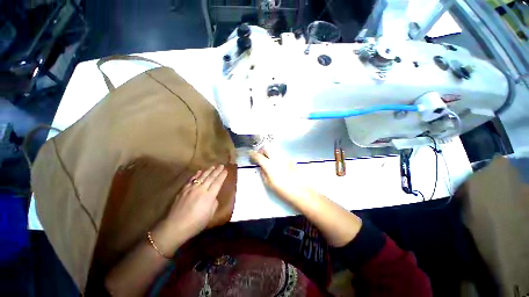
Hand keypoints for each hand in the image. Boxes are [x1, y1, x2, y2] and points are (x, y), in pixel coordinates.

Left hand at [159, 165, 227, 248]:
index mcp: (209, 196)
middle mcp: (201, 189)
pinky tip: (199, 171)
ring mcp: (191, 189)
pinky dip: (196, 175)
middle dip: (217, 171)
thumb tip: (213, 197)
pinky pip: (191, 180)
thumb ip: (214, 203)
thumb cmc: (196, 223)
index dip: (222, 176)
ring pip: (202, 176)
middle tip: (221, 165)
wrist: (175, 227)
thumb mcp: (210, 215)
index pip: (218, 182)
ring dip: (208, 170)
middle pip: (211, 177)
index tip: (226, 170)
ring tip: (213, 166)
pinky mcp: (183, 190)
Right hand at [249, 149, 311, 204]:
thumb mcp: (269, 184)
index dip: (253, 154)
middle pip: (267, 148)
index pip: (258, 156)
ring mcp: (284, 158)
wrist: (301, 191)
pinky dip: (276, 156)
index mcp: (269, 165)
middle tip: (260, 156)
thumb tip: (260, 167)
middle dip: (261, 151)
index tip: (250, 154)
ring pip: (274, 150)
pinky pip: (281, 154)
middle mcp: (276, 158)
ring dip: (269, 152)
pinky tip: (277, 163)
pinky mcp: (290, 159)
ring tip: (268, 159)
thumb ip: (263, 173)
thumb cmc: (283, 190)